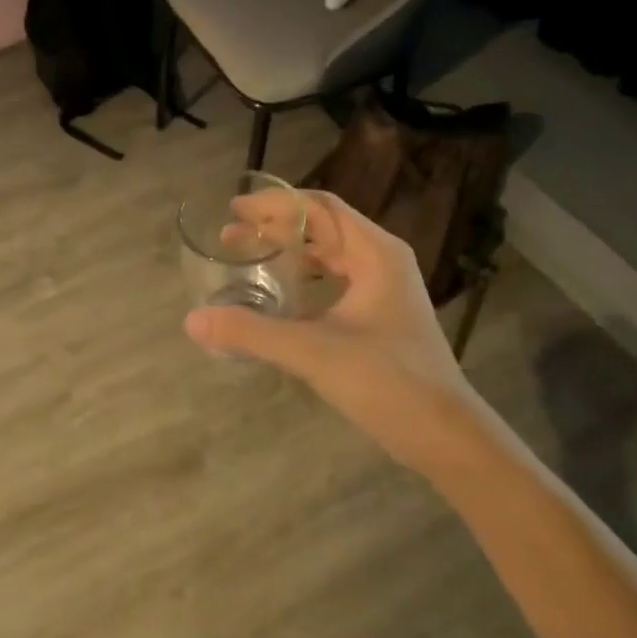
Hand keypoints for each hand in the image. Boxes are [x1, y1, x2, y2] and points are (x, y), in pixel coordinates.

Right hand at [185, 191, 469, 463]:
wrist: (443, 433)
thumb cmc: (386, 380)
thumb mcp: (313, 351)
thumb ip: (252, 332)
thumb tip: (193, 320)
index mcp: (374, 253)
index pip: (319, 208)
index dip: (274, 204)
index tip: (233, 209)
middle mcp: (382, 261)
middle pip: (323, 227)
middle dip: (275, 226)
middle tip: (230, 235)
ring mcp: (384, 289)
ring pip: (329, 254)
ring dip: (288, 251)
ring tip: (248, 258)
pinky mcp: (380, 316)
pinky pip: (334, 280)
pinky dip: (303, 278)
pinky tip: (278, 296)